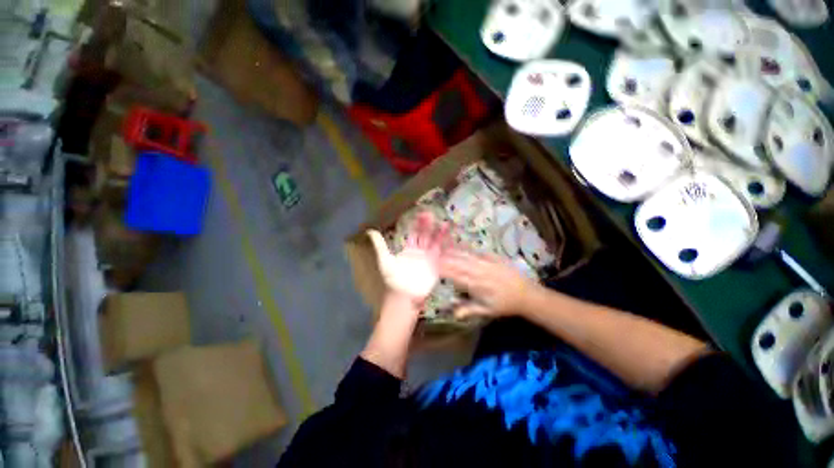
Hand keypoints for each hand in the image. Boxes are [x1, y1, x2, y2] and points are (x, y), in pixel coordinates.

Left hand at [368, 212, 450, 304]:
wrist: (403, 296)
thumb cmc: (393, 279)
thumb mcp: (384, 260)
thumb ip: (379, 245)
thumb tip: (370, 230)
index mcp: (408, 249)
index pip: (414, 233)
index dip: (417, 224)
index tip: (421, 213)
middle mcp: (419, 252)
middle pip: (425, 235)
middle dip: (428, 225)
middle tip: (430, 214)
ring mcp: (428, 258)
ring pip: (434, 242)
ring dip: (439, 233)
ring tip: (444, 223)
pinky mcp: (435, 265)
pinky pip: (440, 253)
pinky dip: (445, 245)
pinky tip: (449, 237)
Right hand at [439, 251, 538, 318]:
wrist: (526, 294)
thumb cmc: (504, 305)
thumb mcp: (486, 311)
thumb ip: (468, 310)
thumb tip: (452, 313)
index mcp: (475, 285)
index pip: (454, 274)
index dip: (442, 269)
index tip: (431, 265)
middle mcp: (478, 271)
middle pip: (457, 262)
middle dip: (443, 257)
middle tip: (431, 253)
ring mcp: (486, 262)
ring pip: (465, 254)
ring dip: (452, 251)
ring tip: (441, 247)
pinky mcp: (492, 256)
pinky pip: (476, 250)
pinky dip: (465, 248)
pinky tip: (458, 245)